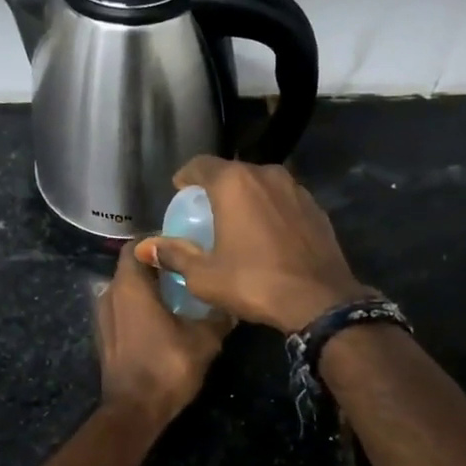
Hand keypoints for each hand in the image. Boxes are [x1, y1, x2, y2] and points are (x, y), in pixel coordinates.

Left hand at [95, 240, 230, 421]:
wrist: (134, 411)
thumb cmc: (167, 367)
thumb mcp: (204, 340)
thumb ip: (218, 316)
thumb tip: (232, 302)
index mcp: (130, 285)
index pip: (137, 246)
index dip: (157, 242)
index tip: (182, 246)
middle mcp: (110, 293)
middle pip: (131, 266)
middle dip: (155, 265)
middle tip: (185, 268)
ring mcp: (103, 315)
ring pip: (125, 288)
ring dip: (147, 287)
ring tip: (176, 293)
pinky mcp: (104, 335)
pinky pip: (121, 308)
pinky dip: (138, 306)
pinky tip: (161, 318)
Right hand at [135, 158, 369, 332]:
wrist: (320, 301)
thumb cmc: (254, 283)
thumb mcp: (204, 275)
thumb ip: (174, 254)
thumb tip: (146, 247)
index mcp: (234, 183)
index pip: (200, 164)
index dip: (186, 176)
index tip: (179, 192)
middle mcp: (266, 175)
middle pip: (232, 172)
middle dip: (216, 188)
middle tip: (205, 212)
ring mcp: (295, 188)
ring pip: (261, 184)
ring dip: (246, 198)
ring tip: (237, 223)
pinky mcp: (316, 207)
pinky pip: (283, 200)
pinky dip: (270, 210)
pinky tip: (267, 235)